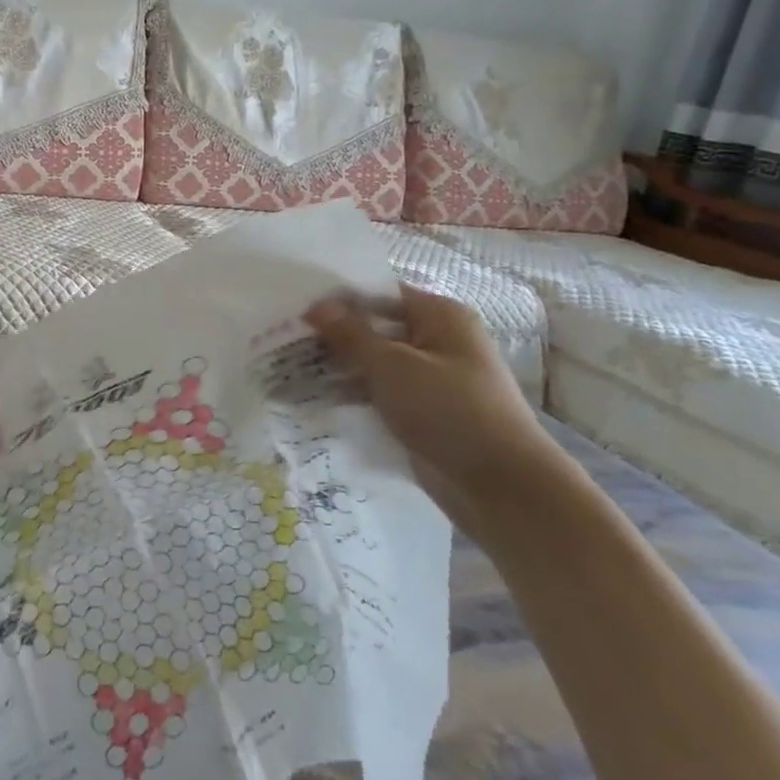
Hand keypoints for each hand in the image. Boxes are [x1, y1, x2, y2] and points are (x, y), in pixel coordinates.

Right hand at [304, 286, 563, 528]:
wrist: (499, 485)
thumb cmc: (448, 409)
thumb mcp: (392, 366)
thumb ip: (350, 334)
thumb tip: (316, 306)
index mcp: (439, 317)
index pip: (379, 293)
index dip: (337, 298)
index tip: (294, 305)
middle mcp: (436, 341)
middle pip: (374, 328)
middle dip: (331, 335)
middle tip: (281, 337)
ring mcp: (429, 379)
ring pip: (373, 363)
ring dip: (337, 367)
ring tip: (285, 367)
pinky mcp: (420, 412)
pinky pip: (378, 393)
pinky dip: (351, 394)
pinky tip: (312, 397)